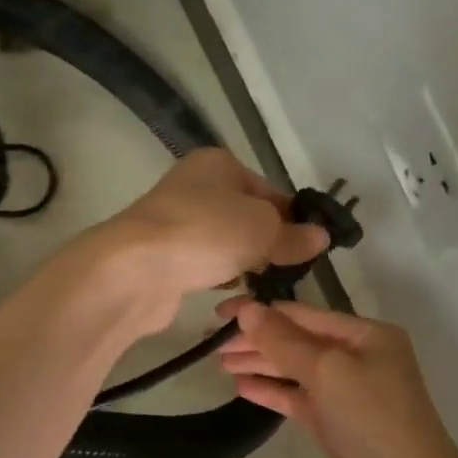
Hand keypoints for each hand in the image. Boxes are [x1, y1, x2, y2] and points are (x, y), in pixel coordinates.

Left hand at [98, 149, 327, 325]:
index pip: (269, 190)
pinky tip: (232, 293)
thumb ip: (293, 235)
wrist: (135, 269)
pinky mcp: (164, 255)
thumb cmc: (206, 233)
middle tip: (290, 269)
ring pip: (225, 242)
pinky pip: (204, 263)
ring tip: (265, 284)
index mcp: (218, 164)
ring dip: (245, 262)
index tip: (310, 247)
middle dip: (269, 242)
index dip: (293, 218)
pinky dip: (219, 276)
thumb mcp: (262, 229)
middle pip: (246, 216)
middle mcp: (194, 186)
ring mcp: (175, 222)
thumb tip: (321, 237)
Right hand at [214, 297, 457, 457]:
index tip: (219, 314)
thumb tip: (247, 309)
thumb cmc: (373, 419)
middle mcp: (358, 356)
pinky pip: (298, 398)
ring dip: (260, 364)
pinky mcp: (336, 423)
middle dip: (257, 340)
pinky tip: (242, 388)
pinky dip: (272, 391)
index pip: (302, 313)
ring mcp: (347, 392)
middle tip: (212, 344)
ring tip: (219, 364)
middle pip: (297, 340)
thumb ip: (284, 340)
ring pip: (295, 370)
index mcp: (364, 334)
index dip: (260, 311)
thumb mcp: (328, 371)